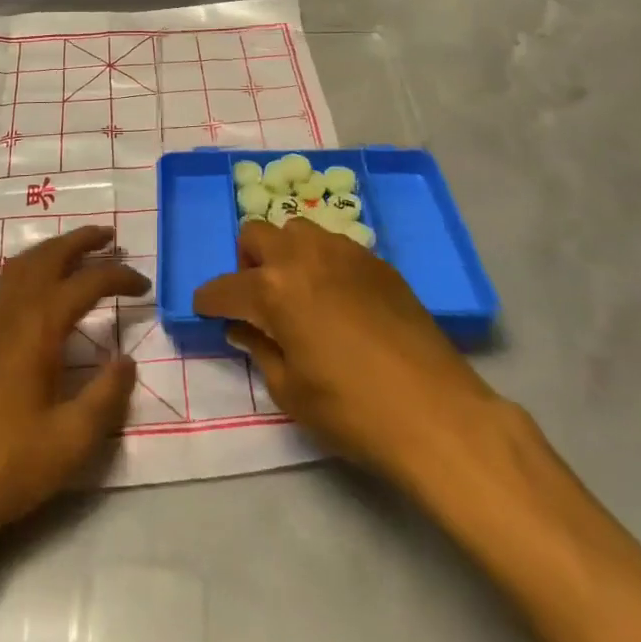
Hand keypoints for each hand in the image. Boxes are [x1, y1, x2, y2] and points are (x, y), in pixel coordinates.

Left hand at [0, 226, 148, 555]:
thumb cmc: (3, 467)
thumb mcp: (69, 442)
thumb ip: (105, 397)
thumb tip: (126, 361)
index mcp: (38, 327)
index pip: (87, 283)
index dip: (119, 277)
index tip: (145, 286)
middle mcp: (11, 313)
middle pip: (48, 256)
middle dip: (81, 240)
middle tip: (111, 235)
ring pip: (22, 265)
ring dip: (54, 250)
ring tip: (80, 251)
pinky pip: (7, 283)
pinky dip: (32, 268)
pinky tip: (41, 290)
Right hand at [193, 219, 501, 488]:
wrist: (435, 411)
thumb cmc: (353, 410)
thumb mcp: (291, 391)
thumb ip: (260, 350)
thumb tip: (243, 328)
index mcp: (274, 289)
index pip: (225, 287)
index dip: (209, 301)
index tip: (205, 311)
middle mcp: (303, 256)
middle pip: (256, 235)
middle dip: (245, 262)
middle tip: (255, 299)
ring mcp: (344, 252)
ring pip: (297, 230)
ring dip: (285, 253)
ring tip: (297, 292)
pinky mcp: (376, 261)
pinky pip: (334, 245)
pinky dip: (321, 262)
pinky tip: (336, 298)